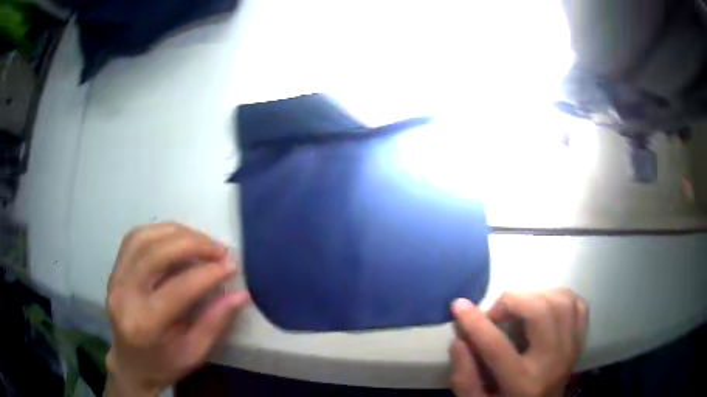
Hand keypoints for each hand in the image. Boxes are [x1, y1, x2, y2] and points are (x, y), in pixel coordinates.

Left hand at [105, 223, 249, 395]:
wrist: (130, 363)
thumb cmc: (164, 364)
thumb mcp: (194, 353)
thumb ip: (215, 323)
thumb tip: (241, 294)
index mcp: (146, 325)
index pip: (178, 288)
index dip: (208, 273)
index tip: (231, 265)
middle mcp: (124, 295)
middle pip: (157, 254)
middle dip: (193, 244)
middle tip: (219, 249)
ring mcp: (115, 279)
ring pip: (144, 238)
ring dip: (177, 233)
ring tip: (201, 241)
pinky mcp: (114, 270)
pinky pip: (135, 238)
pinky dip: (159, 232)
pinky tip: (177, 238)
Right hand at [450, 289, 587, 396]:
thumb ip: (464, 377)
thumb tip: (460, 340)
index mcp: (522, 384)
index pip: (497, 347)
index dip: (475, 323)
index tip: (458, 305)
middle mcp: (553, 362)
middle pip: (540, 312)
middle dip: (512, 301)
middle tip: (496, 314)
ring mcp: (571, 349)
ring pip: (562, 301)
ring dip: (536, 295)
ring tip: (518, 308)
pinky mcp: (580, 341)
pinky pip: (577, 305)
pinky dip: (560, 297)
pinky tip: (544, 306)